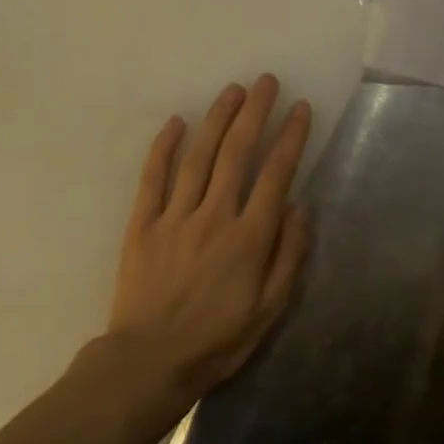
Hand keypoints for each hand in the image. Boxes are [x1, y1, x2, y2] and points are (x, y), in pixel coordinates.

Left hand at [107, 75, 312, 396]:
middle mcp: (214, 216)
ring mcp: (175, 216)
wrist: (150, 362)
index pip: (276, 174)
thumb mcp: (270, 310)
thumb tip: (299, 207)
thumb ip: (288, 256)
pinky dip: (164, 147)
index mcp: (249, 238)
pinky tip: (176, 122)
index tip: (301, 109)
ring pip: (199, 156)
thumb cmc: (218, 340)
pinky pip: (153, 177)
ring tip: (232, 90)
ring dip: (217, 118)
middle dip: (255, 112)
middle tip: (266, 81)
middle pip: (237, 152)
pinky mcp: (143, 224)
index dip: (291, 137)